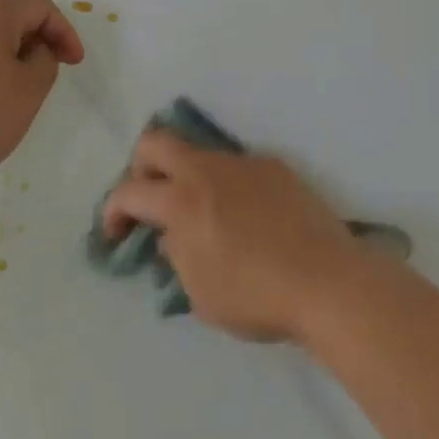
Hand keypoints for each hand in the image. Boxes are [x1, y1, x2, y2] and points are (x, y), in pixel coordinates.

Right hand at [102, 130, 364, 343]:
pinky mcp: (271, 165)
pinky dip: (224, 185)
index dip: (112, 210)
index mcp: (181, 200)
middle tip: (148, 201)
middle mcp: (205, 169)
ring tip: (199, 213)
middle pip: (155, 142)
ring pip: (197, 152)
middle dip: (140, 168)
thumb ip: (176, 256)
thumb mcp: (200, 292)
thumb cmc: (256, 296)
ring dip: (185, 175)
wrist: (326, 281)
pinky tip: (243, 217)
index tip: (114, 232)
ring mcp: (240, 162)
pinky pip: (234, 167)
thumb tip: (171, 235)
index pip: (128, 190)